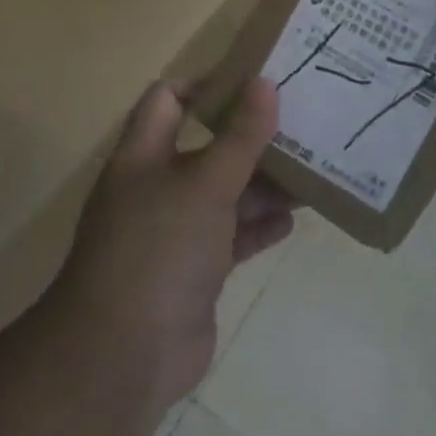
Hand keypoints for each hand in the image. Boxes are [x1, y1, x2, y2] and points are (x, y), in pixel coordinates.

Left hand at [51, 79, 294, 410]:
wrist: (125, 353)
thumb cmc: (161, 246)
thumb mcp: (206, 183)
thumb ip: (240, 136)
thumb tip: (265, 82)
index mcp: (145, 154)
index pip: (168, 99)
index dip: (207, 84)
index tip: (254, 82)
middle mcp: (156, 187)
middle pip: (207, 148)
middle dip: (250, 139)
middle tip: (300, 126)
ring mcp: (174, 232)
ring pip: (224, 195)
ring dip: (263, 186)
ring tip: (310, 172)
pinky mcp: (194, 271)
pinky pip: (231, 239)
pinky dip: (257, 228)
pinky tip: (291, 221)